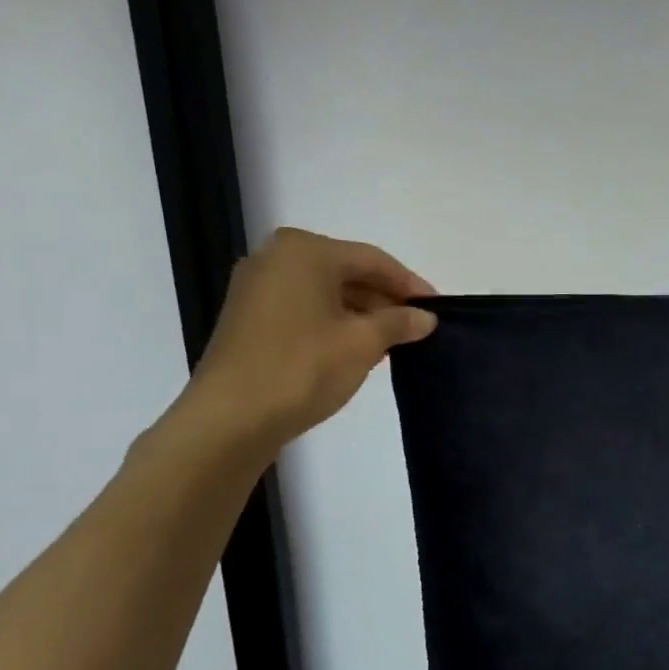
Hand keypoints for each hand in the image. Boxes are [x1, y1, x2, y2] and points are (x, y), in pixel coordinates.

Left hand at [167, 228, 436, 459]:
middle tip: (417, 326)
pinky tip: (355, 348)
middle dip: (384, 299)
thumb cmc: (302, 368)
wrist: (230, 418)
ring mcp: (256, 287)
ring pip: (325, 291)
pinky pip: (304, 308)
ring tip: (392, 341)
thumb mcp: (363, 343)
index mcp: (305, 251)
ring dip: (361, 313)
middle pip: (347, 272)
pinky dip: (334, 322)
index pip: (373, 260)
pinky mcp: (248, 317)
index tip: (437, 308)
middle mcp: (275, 257)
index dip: (410, 284)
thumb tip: (425, 317)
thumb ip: (399, 323)